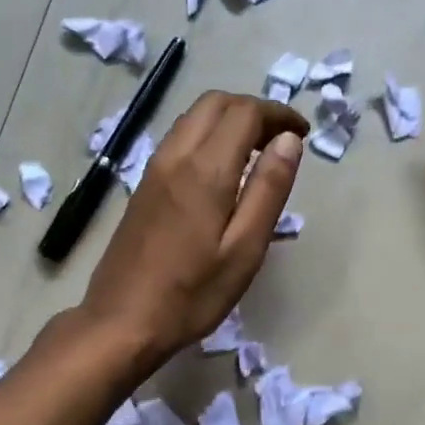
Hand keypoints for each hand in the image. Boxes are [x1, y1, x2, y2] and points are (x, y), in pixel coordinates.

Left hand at [80, 91, 308, 367]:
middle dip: (254, 109)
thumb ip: (268, 189)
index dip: (278, 114)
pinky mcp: (143, 185)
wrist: (122, 322)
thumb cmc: (192, 294)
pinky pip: (180, 138)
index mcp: (205, 170)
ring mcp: (153, 169)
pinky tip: (223, 170)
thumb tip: (288, 140)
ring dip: (229, 119)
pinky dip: (208, 135)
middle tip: (282, 140)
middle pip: (216, 102)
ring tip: (257, 153)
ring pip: (194, 117)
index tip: (302, 133)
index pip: (245, 112)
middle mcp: (175, 156)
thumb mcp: (244, 249)